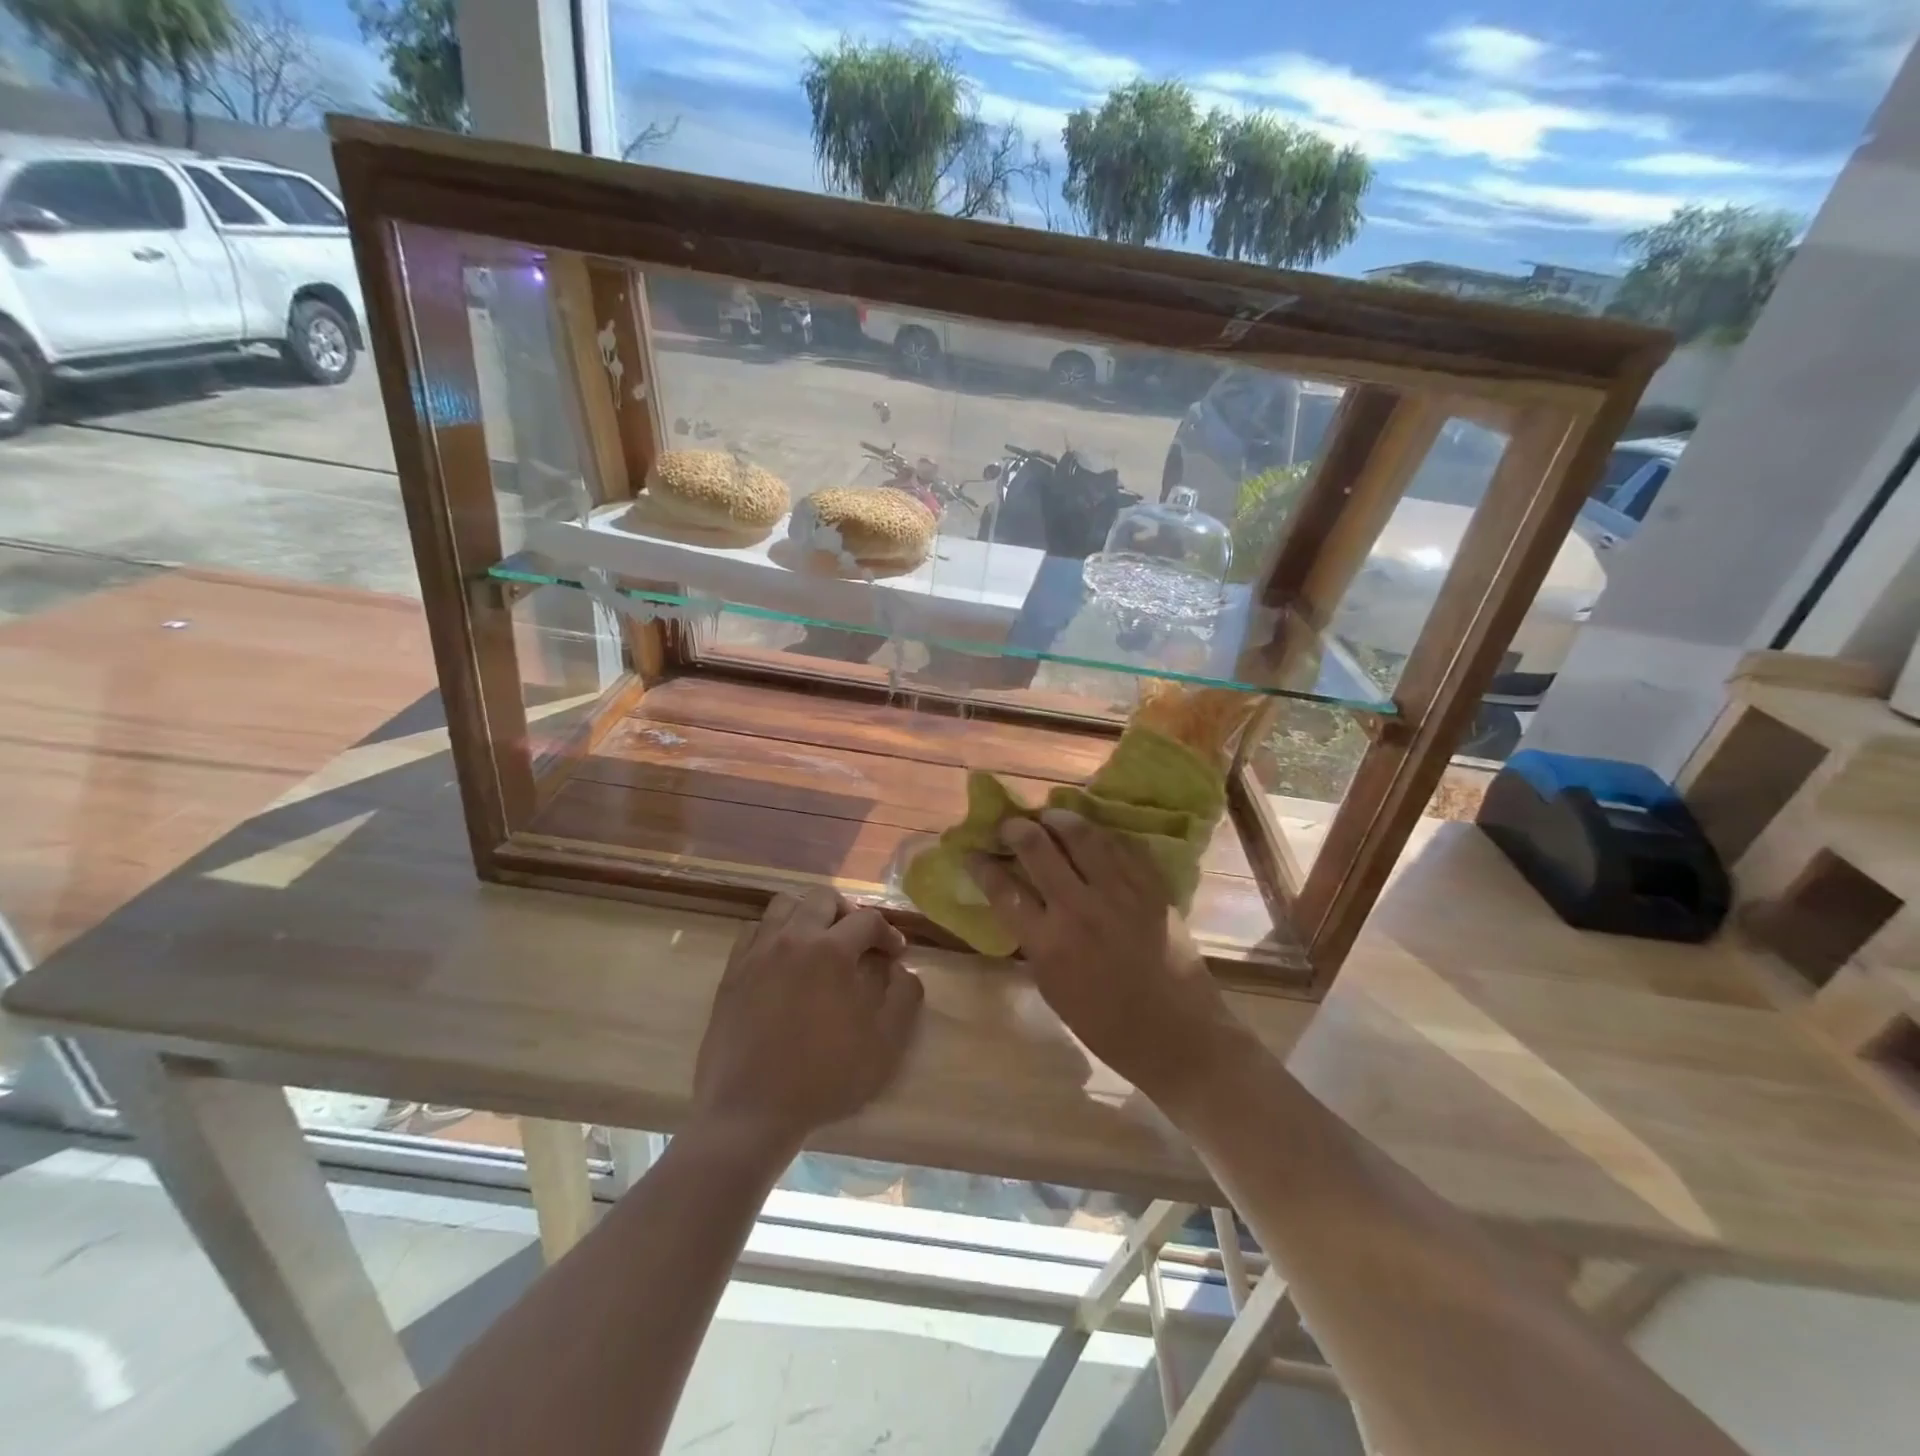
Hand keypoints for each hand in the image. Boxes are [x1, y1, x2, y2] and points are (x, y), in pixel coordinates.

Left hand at [692, 889, 923, 1152]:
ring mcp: (757, 952)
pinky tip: (784, 959)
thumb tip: (902, 969)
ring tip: (819, 942)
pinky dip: (775, 933)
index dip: (888, 933)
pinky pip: (755, 930)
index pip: (867, 920)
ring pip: (785, 904)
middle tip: (858, 941)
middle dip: (848, 912)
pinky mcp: (732, 971)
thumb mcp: (884, 1045)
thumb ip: (904, 997)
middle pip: (823, 898)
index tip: (896, 953)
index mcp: (831, 951)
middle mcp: (793, 939)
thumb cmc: (824, 1078)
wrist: (750, 1110)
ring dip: (808, 914)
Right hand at [967, 811, 1241, 1106]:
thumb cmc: (1107, 1025)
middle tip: (1011, 826)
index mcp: (1048, 943)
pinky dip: (1102, 834)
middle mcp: (1079, 908)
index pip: (1003, 890)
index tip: (973, 853)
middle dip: (1016, 829)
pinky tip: (1093, 833)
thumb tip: (1021, 905)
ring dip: (1059, 819)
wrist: (1177, 1035)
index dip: (982, 866)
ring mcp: (1119, 893)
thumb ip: (1035, 941)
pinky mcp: (1151, 888)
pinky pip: (1122, 846)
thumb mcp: (1053, 988)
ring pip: (1082, 836)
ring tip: (1049, 816)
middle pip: (1038, 849)